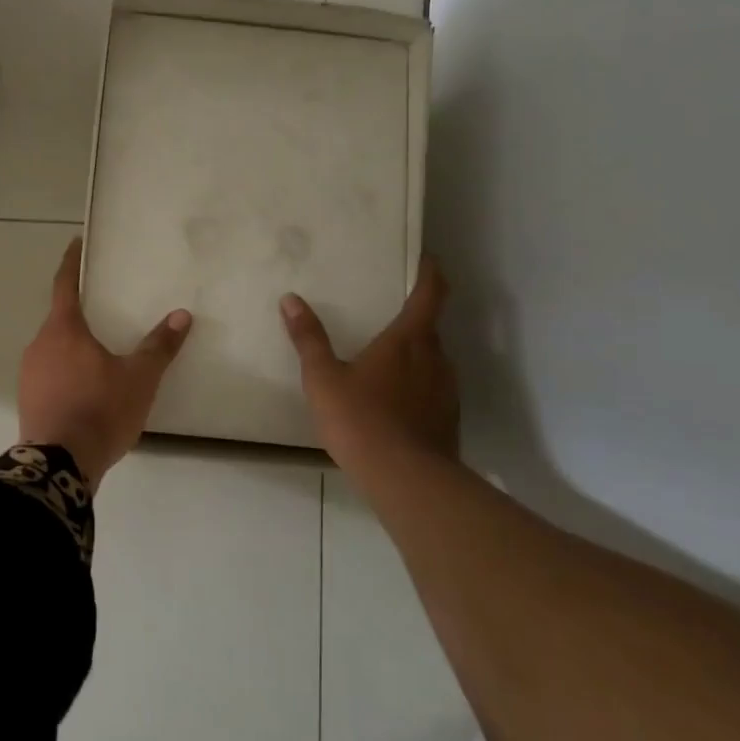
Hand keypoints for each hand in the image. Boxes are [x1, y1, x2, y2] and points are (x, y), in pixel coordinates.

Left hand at [18, 240, 192, 490]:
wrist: (58, 466)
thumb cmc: (99, 410)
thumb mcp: (139, 378)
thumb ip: (159, 346)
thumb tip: (182, 315)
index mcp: (63, 329)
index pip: (64, 284)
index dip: (71, 262)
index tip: (76, 243)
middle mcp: (39, 344)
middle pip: (60, 318)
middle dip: (79, 311)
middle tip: (104, 307)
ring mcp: (29, 373)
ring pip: (54, 347)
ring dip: (74, 345)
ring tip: (101, 352)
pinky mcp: (28, 399)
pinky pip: (49, 372)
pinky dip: (67, 370)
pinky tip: (87, 387)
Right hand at [280, 260, 460, 470]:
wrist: (407, 481)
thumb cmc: (361, 419)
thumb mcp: (323, 378)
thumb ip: (308, 338)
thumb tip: (290, 299)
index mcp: (408, 340)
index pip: (430, 294)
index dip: (431, 273)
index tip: (427, 260)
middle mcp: (436, 358)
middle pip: (430, 328)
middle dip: (412, 319)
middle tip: (386, 317)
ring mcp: (447, 390)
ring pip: (433, 361)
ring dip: (414, 356)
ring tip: (385, 363)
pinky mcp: (449, 419)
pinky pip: (433, 390)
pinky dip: (417, 387)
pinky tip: (394, 404)